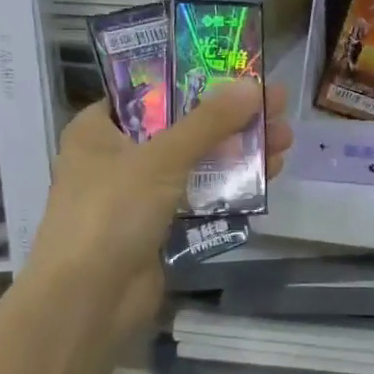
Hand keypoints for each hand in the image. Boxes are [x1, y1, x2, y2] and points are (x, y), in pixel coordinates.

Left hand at [28, 81, 291, 337]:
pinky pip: (201, 195)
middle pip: (182, 125)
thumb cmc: (111, 213)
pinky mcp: (159, 226)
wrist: (87, 305)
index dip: (194, 77)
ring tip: (286, 138)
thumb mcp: (161, 158)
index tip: (236, 69)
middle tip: (276, 104)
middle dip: (231, 117)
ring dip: (239, 150)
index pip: (149, 91)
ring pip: (197, 161)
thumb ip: (209, 122)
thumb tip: (254, 86)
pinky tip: (269, 173)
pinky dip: (231, 184)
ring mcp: (139, 194)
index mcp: (98, 129)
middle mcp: (117, 156)